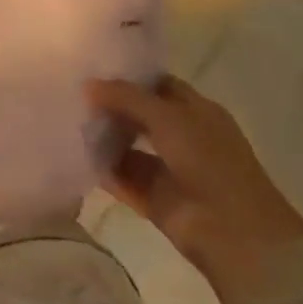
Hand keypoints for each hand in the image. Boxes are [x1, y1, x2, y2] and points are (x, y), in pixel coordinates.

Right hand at [87, 76, 302, 303]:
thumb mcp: (168, 117)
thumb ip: (126, 97)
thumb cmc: (209, 162)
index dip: (129, 77)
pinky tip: (75, 155)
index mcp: (198, 112)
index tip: (92, 68)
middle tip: (73, 94)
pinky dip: (103, 169)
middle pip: (141, 116)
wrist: (235, 235)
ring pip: (130, 147)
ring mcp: (171, 171)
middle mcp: (185, 138)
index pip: (158, 85)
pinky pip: (123, 178)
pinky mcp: (156, 200)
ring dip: (104, 138)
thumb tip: (88, 85)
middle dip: (111, 107)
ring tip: (68, 121)